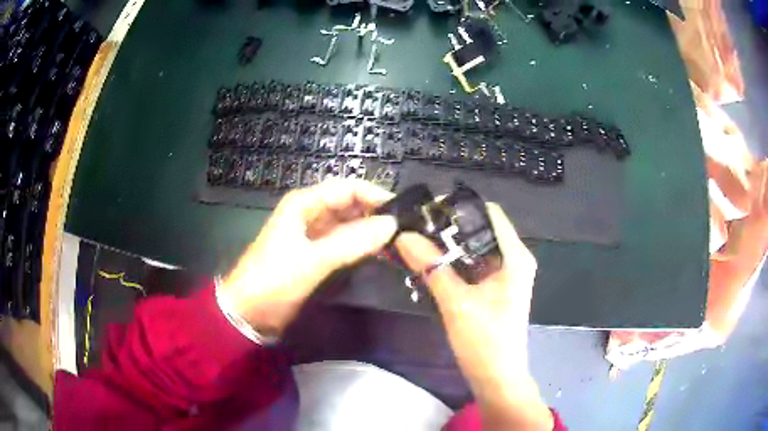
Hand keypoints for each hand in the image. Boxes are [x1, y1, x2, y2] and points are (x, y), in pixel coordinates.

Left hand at [220, 179, 396, 336]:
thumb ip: (352, 242)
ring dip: (371, 231)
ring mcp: (314, 233)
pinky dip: (361, 245)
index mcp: (304, 203)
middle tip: (405, 231)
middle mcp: (311, 212)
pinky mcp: (317, 252)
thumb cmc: (274, 280)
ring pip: (350, 223)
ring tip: (398, 242)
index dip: (375, 196)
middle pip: (351, 203)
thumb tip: (391, 225)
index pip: (348, 188)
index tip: (403, 213)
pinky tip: (380, 253)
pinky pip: (345, 242)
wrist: (249, 311)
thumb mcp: (312, 260)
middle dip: (376, 214)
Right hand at [395, 204, 551, 429]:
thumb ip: (432, 267)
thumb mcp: (457, 303)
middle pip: (480, 228)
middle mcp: (513, 259)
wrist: (496, 378)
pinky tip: (428, 265)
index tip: (425, 210)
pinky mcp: (494, 287)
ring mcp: (504, 274)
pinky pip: (472, 264)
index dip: (458, 207)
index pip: (489, 213)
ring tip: (414, 243)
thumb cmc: (485, 342)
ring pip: (473, 247)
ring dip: (447, 245)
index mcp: (515, 256)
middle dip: (447, 227)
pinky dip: (451, 262)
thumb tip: (403, 236)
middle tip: (413, 227)